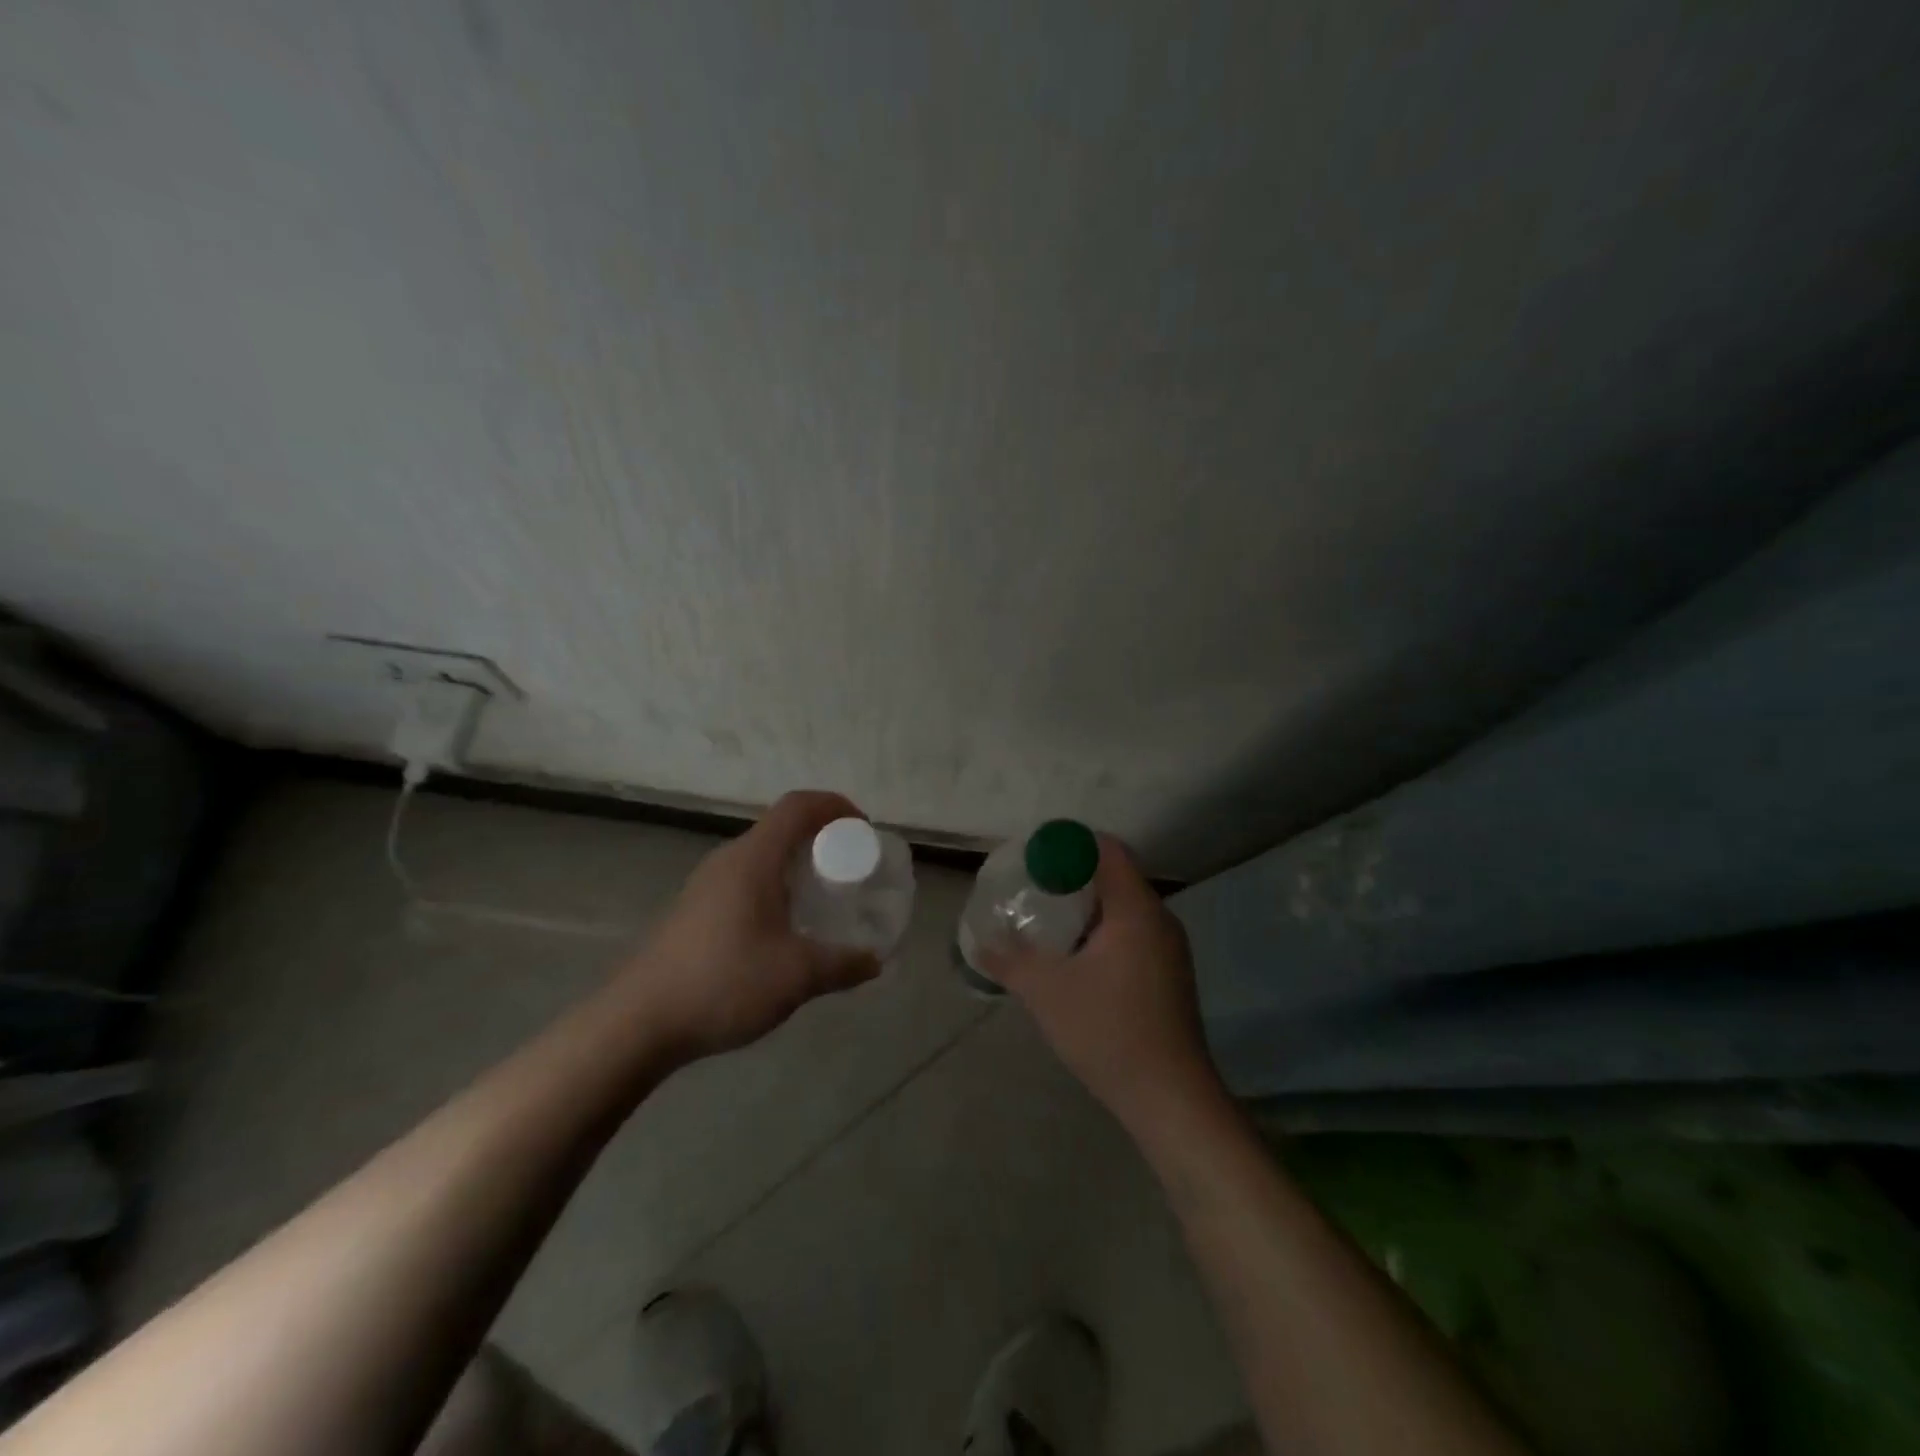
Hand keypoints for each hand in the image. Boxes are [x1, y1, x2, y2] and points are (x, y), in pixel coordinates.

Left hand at [619, 790, 881, 1058]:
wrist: (638, 1023)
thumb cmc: (723, 983)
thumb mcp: (797, 976)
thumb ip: (843, 965)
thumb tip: (875, 961)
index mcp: (753, 859)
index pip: (798, 805)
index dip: (836, 806)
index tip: (863, 830)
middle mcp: (729, 860)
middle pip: (781, 827)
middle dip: (822, 838)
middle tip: (850, 868)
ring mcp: (706, 884)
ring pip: (762, 856)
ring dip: (797, 865)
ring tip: (823, 898)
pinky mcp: (695, 909)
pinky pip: (746, 879)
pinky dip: (776, 886)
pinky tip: (784, 929)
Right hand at [988, 835, 1225, 1136]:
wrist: (1170, 1098)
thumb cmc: (1107, 1031)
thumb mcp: (1046, 992)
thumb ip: (1010, 961)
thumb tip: (979, 942)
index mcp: (1135, 910)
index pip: (1108, 850)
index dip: (1070, 844)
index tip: (1036, 856)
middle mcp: (1160, 919)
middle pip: (1116, 876)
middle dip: (1074, 877)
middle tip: (1034, 888)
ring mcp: (1170, 949)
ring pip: (1125, 908)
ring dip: (1088, 908)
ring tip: (1049, 923)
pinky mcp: (1171, 974)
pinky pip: (1134, 933)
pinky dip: (1104, 931)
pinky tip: (1078, 959)